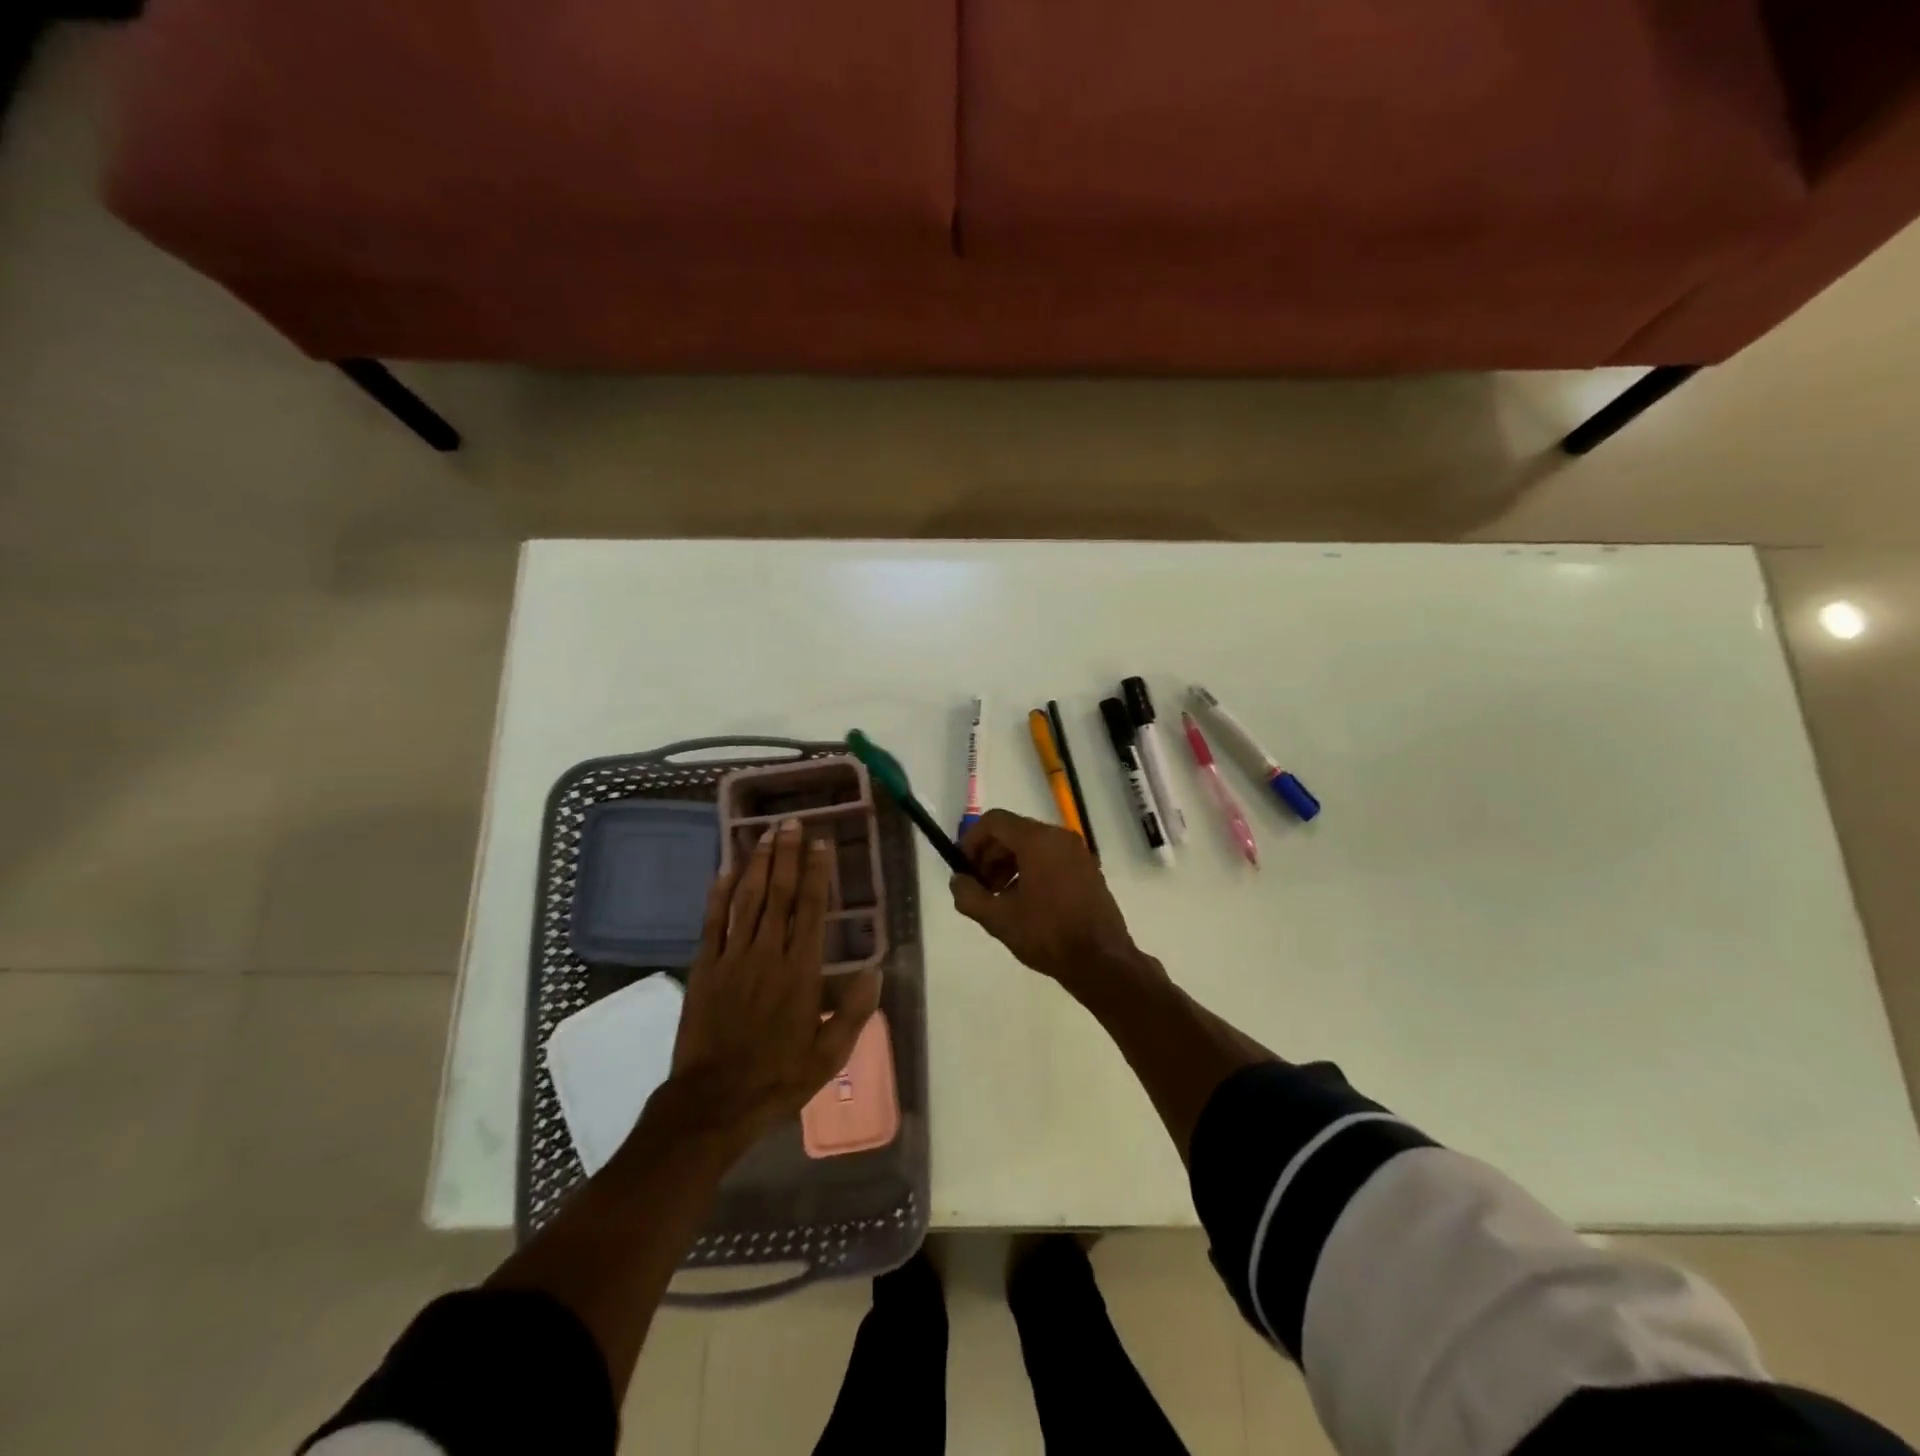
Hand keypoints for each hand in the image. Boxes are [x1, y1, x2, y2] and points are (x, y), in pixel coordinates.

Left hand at [663, 818, 881, 1148]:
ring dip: (757, 863)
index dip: (816, 873)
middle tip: (791, 822)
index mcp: (801, 973)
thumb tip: (876, 972)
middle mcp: (768, 955)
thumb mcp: (828, 1056)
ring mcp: (733, 958)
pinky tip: (724, 870)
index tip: (820, 844)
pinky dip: (718, 894)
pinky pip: (712, 922)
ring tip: (765, 833)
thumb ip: (854, 1013)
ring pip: (747, 900)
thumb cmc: (777, 1078)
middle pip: (778, 894)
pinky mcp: (705, 968)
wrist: (713, 1103)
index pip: (811, 910)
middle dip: (786, 855)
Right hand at [950, 809, 1143, 991]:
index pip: (994, 821)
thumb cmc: (1047, 934)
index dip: (971, 841)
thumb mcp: (998, 919)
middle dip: (989, 856)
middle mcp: (1059, 837)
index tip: (962, 868)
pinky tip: (1023, 903)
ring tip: (998, 899)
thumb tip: (958, 881)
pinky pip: (1050, 858)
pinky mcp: (1087, 869)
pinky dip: (1030, 870)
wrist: (1101, 960)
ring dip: (1008, 865)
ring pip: (1031, 846)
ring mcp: (1077, 852)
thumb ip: (969, 895)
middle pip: (1013, 832)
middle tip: (978, 887)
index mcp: (1038, 840)